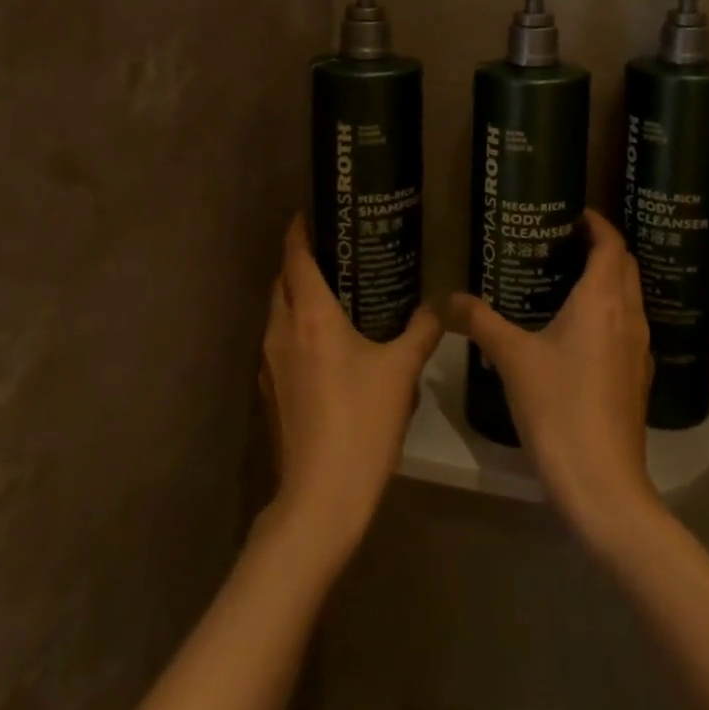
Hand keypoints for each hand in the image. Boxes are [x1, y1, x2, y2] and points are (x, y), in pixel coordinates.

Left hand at [259, 217, 442, 562]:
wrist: (320, 497)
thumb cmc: (362, 422)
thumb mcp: (401, 370)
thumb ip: (421, 330)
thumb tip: (438, 307)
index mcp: (310, 316)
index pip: (296, 258)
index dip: (299, 230)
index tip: (310, 211)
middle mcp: (282, 331)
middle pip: (282, 281)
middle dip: (299, 260)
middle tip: (334, 248)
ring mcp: (270, 363)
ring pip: (277, 312)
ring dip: (296, 294)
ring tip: (333, 288)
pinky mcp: (270, 391)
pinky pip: (280, 341)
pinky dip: (296, 325)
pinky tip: (326, 339)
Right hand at [450, 209, 659, 549]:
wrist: (602, 483)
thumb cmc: (558, 407)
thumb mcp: (512, 359)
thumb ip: (481, 321)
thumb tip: (449, 297)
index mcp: (602, 300)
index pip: (611, 245)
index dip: (597, 223)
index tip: (574, 213)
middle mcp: (628, 317)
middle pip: (625, 267)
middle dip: (603, 248)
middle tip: (565, 242)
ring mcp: (639, 350)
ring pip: (630, 298)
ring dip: (609, 280)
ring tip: (568, 281)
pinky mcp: (637, 379)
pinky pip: (627, 328)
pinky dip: (609, 313)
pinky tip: (579, 332)